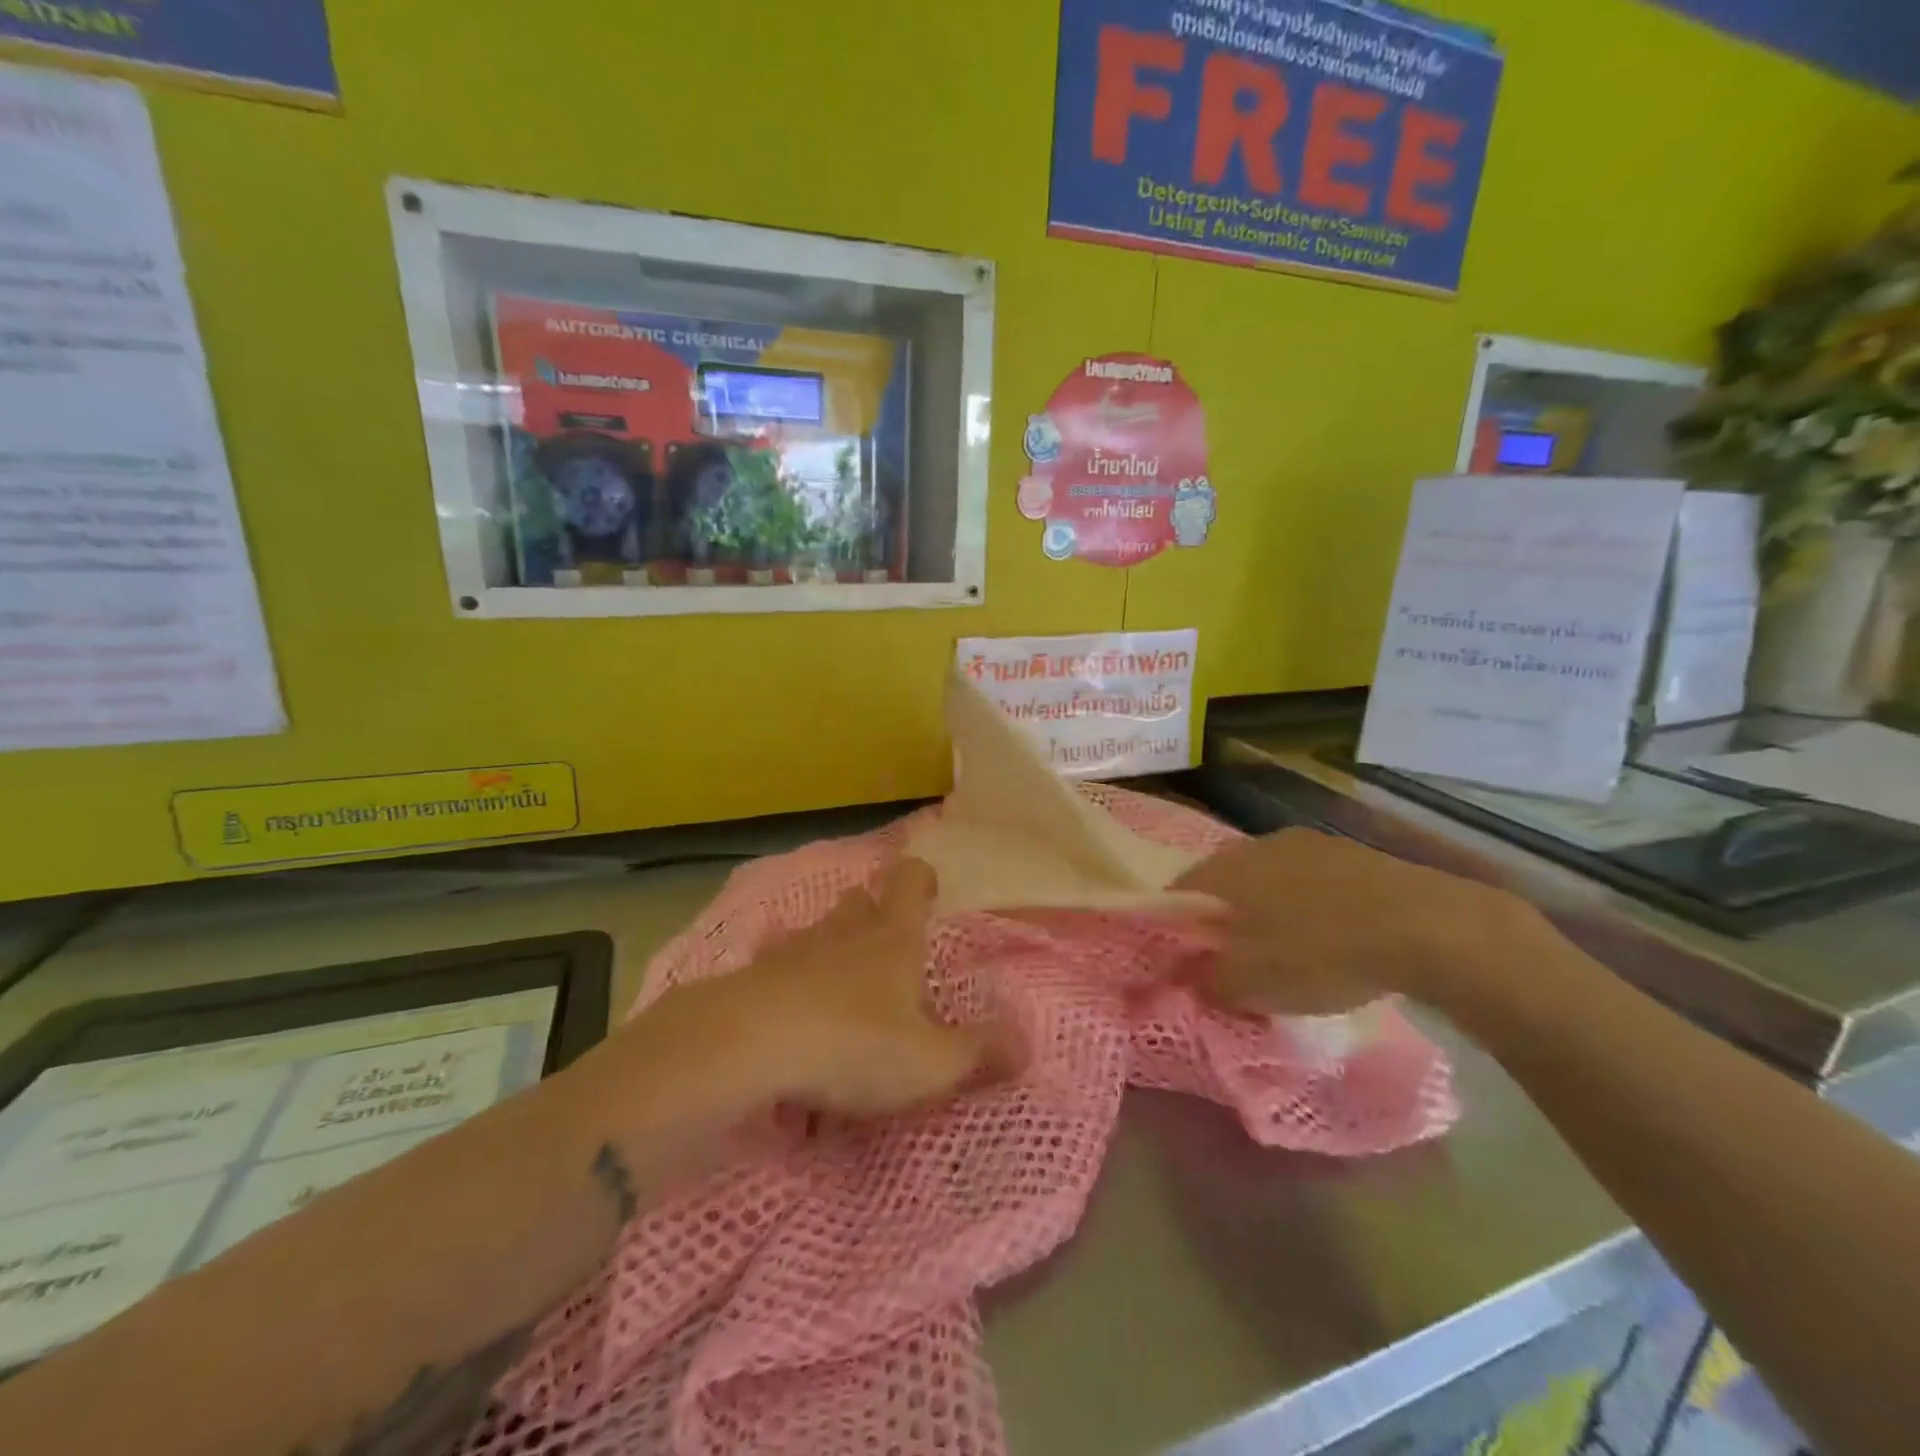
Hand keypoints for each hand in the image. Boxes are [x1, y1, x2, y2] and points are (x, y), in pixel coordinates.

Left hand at [630, 857, 996, 1121]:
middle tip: (884, 945)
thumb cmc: (854, 1044)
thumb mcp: (931, 1062)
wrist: (750, 1046)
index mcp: (893, 941)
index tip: (928, 888)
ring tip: (835, 987)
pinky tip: (785, 1014)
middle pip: (858, 900)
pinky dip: (783, 982)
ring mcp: (793, 951)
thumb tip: (1027, 1043)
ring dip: (827, 947)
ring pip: (815, 932)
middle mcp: (844, 934)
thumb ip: (980, 1053)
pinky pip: (772, 969)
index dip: (921, 878)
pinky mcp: (751, 978)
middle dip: (871, 912)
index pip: (909, 884)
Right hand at [1170, 828, 1537, 1015]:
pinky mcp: (1353, 853)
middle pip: (1224, 884)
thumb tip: (1190, 977)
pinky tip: (1331, 938)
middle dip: (1224, 920)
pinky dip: (1308, 908)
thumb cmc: (1318, 953)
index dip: (1175, 928)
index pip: (1177, 892)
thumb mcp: (1249, 985)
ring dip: (1268, 912)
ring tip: (1287, 953)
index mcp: (1224, 868)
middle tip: (1235, 961)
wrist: (1425, 927)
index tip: (1186, 961)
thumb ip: (1206, 982)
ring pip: (1269, 880)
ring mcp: (1309, 844)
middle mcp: (1258, 844)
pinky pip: (1311, 883)